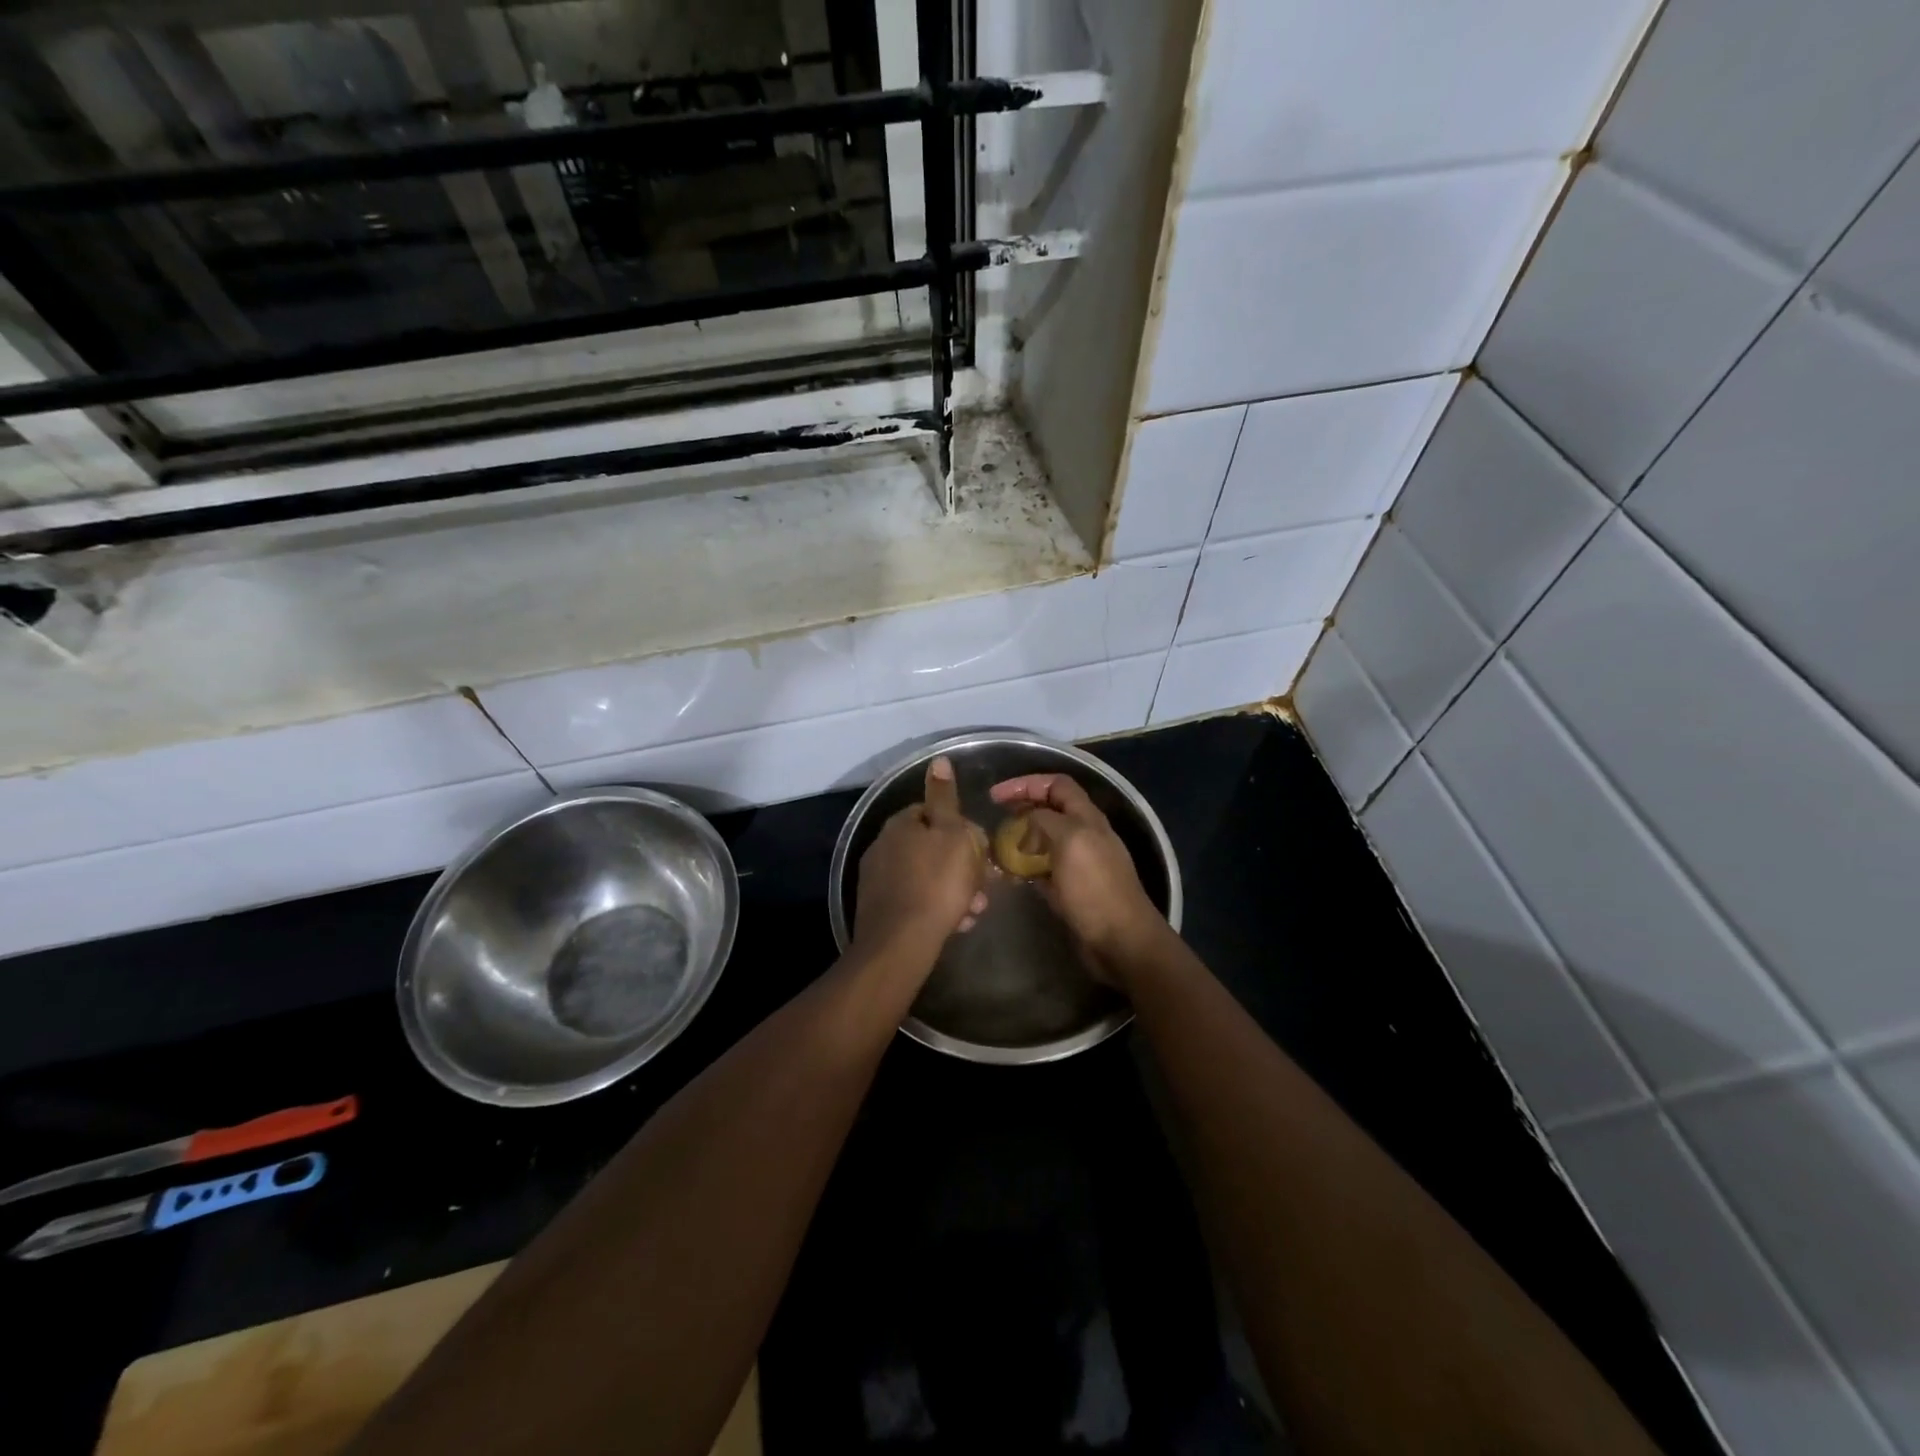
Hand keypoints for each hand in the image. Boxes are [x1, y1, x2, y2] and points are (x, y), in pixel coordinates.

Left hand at [852, 756, 989, 960]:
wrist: (901, 943)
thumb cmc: (936, 883)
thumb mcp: (951, 833)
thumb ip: (945, 798)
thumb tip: (938, 760)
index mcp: (900, 824)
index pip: (932, 813)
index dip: (961, 830)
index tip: (980, 850)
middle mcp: (882, 846)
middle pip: (931, 848)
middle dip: (960, 866)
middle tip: (982, 887)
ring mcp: (877, 879)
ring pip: (926, 877)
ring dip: (952, 890)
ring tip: (972, 911)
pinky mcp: (878, 909)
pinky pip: (915, 900)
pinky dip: (935, 908)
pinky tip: (953, 925)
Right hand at [989, 773, 1166, 979]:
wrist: (1120, 941)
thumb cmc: (1095, 888)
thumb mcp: (1070, 841)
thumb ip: (1046, 821)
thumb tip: (1027, 820)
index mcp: (1087, 818)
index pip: (1056, 785)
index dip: (1026, 784)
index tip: (996, 796)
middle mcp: (1084, 835)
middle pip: (1049, 811)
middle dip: (1021, 810)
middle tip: (995, 820)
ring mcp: (1078, 863)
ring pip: (1044, 841)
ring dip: (1021, 840)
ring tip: (996, 848)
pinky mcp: (1071, 889)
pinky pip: (1044, 870)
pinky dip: (1026, 868)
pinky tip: (1010, 876)